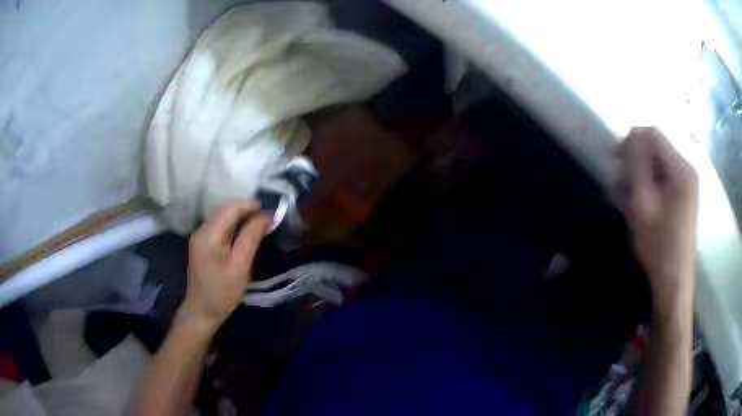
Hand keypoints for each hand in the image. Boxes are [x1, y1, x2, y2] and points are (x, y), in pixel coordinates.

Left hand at [179, 202, 271, 332]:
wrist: (202, 312)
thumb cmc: (222, 293)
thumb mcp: (240, 266)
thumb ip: (251, 238)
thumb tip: (266, 216)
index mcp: (209, 234)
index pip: (231, 208)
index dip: (251, 206)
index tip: (271, 214)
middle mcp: (201, 230)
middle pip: (225, 210)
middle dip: (247, 211)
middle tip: (268, 221)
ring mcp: (200, 237)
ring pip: (222, 218)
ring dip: (241, 218)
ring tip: (260, 227)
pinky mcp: (202, 245)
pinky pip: (220, 228)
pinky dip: (234, 227)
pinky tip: (244, 236)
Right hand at [617, 127, 698, 318]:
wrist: (673, 284)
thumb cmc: (658, 247)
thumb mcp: (643, 204)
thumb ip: (638, 165)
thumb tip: (633, 133)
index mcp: (681, 168)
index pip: (652, 134)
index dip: (631, 142)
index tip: (617, 163)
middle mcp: (687, 170)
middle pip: (655, 148)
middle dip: (635, 162)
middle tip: (620, 187)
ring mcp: (688, 184)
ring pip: (658, 165)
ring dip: (640, 177)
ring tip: (627, 201)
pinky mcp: (685, 197)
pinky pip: (663, 180)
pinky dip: (649, 188)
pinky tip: (639, 207)